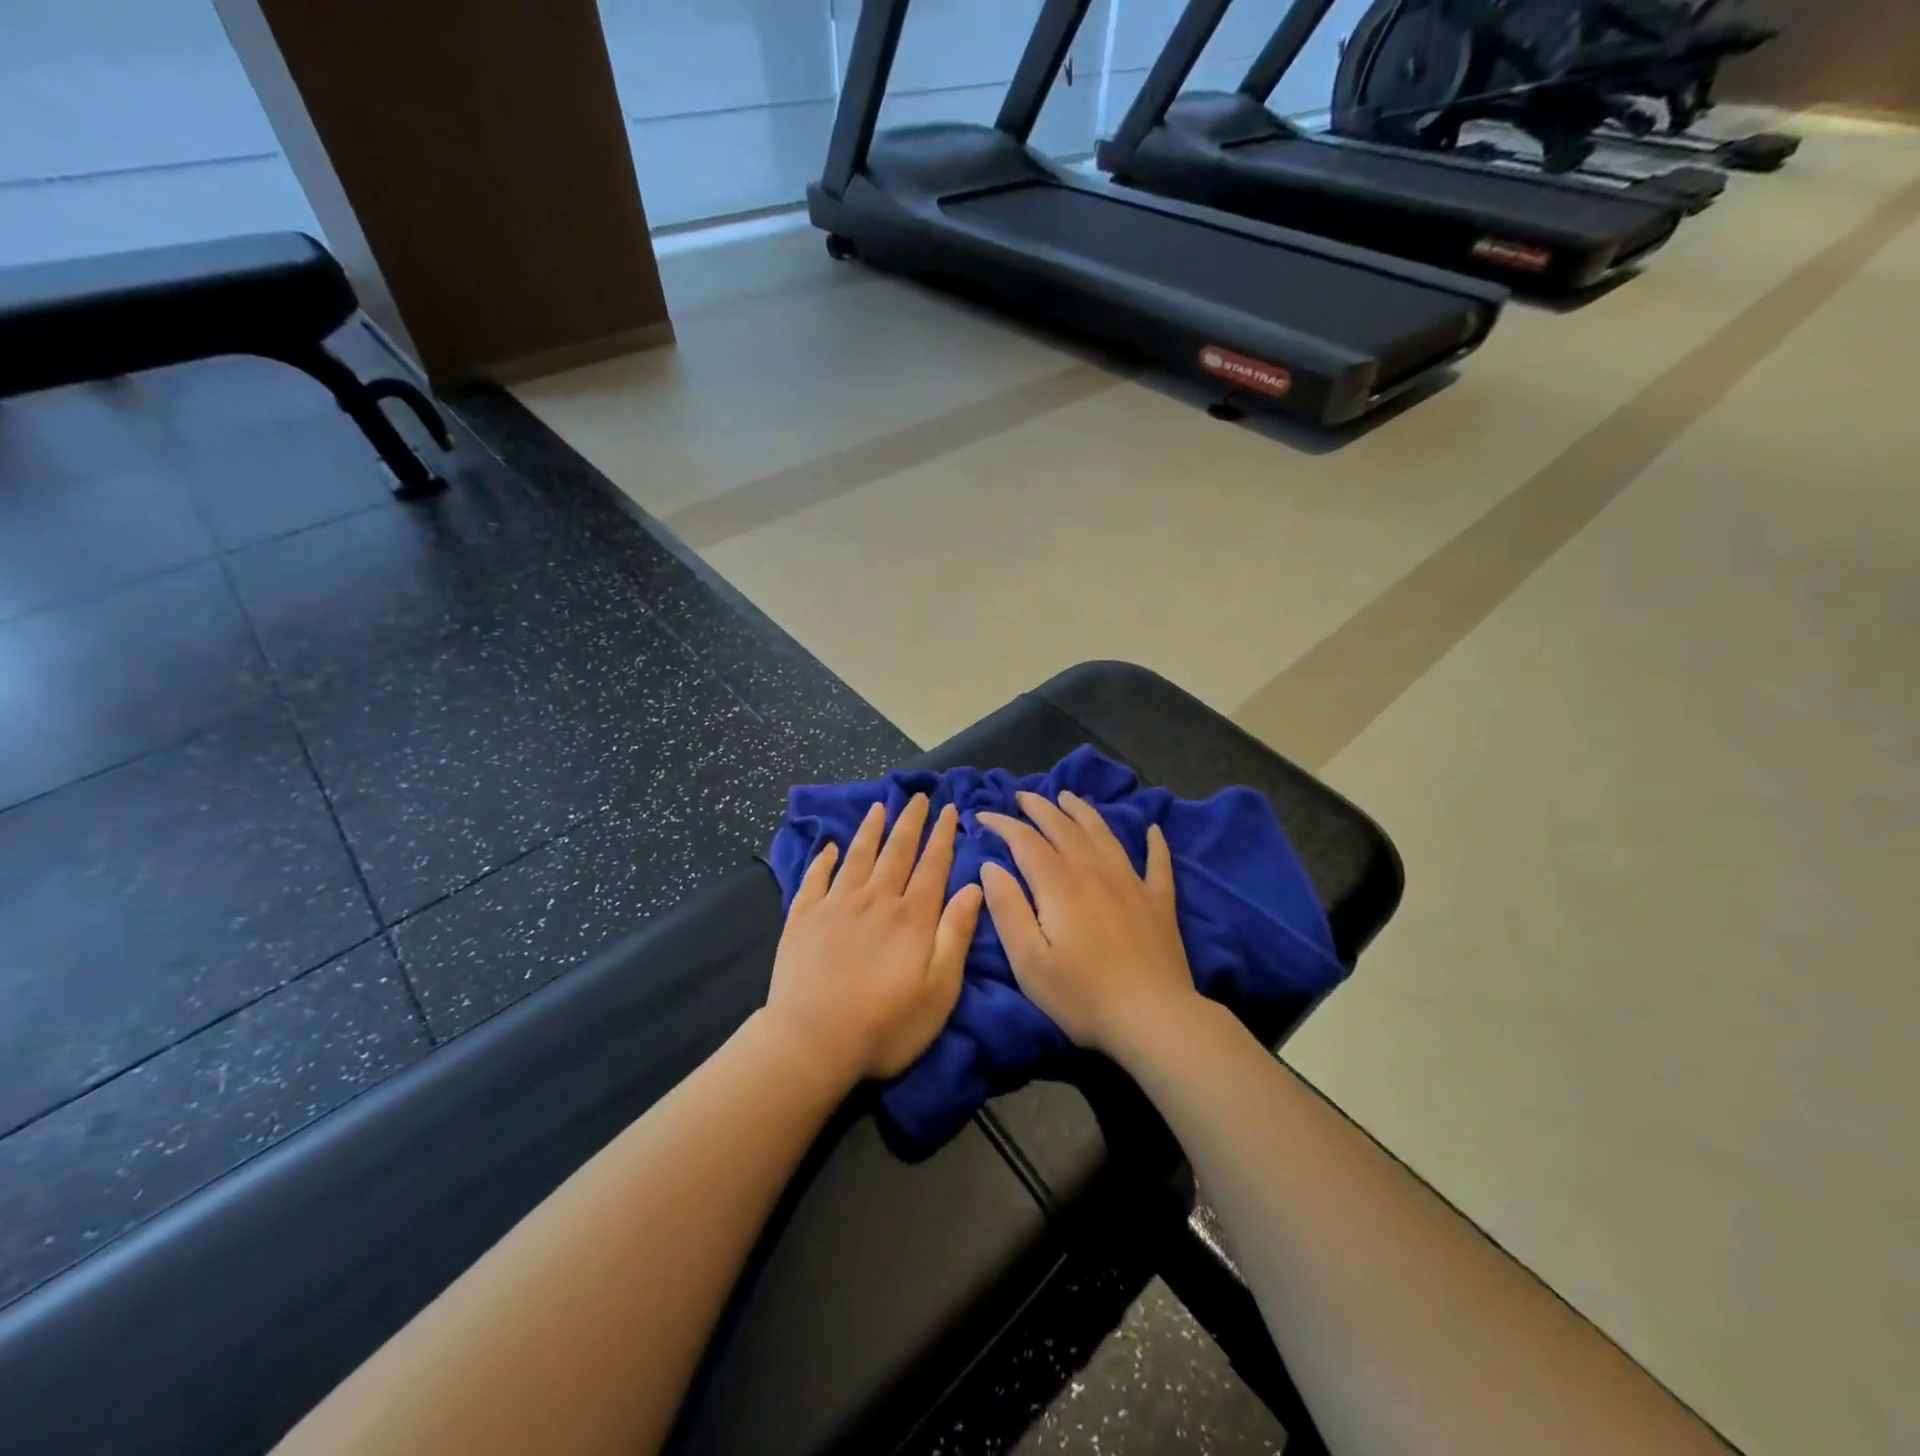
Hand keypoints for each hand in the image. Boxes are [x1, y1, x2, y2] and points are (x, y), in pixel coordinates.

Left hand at [766, 794, 982, 1083]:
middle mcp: (876, 899)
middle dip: (910, 821)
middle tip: (917, 796)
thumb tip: (974, 887)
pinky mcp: (803, 918)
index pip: (932, 865)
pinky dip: (823, 859)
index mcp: (912, 916)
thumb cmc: (886, 1024)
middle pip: (896, 851)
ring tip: (878, 807)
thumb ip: (956, 934)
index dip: (942, 835)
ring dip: (870, 830)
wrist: (813, 1040)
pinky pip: (815, 878)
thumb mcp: (940, 988)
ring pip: (857, 856)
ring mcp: (836, 905)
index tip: (947, 809)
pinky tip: (828, 847)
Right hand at [978, 791, 1196, 1057]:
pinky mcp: (1158, 901)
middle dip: (1039, 808)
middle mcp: (1094, 871)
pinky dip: (1154, 842)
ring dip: (1083, 812)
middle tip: (1022, 797)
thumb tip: (991, 866)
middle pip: (1063, 827)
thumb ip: (1007, 908)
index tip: (982, 815)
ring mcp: (1131, 882)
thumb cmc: (1081, 995)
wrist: (1153, 1018)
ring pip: (1103, 834)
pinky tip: (1153, 829)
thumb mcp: (1028, 960)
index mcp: (1059, 884)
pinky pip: (1157, 862)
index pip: (1025, 840)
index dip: (1002, 823)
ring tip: (1068, 797)